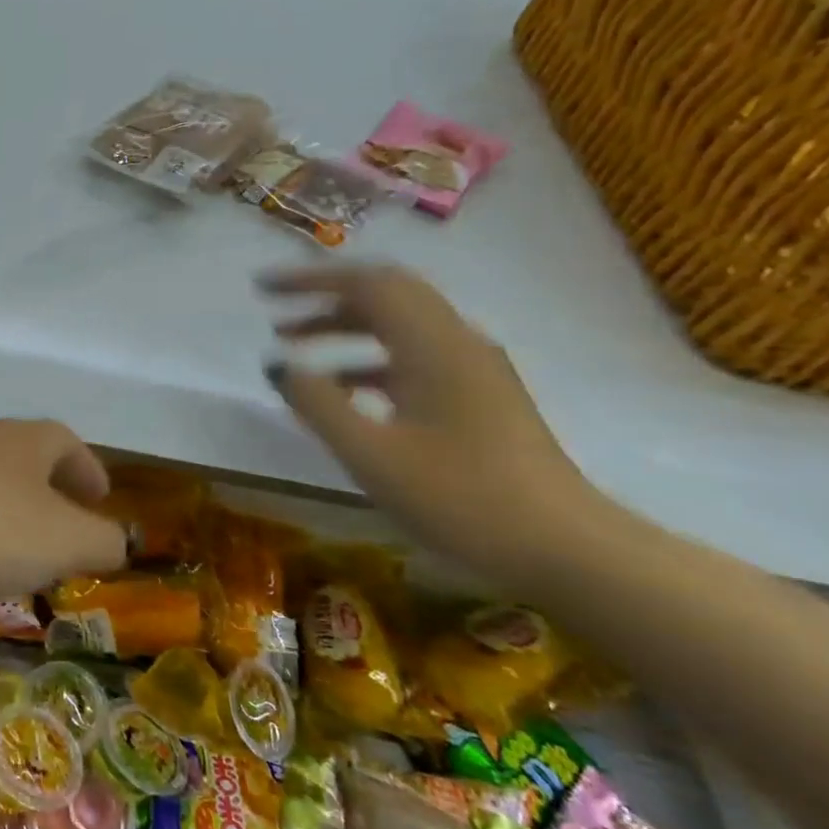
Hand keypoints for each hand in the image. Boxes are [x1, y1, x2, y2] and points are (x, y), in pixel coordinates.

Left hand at [0, 419, 127, 601]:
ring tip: (18, 556)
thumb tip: (116, 540)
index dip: (88, 470)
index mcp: (26, 441)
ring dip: (10, 514)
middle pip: (27, 459)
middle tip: (64, 532)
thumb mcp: (60, 541)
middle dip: (50, 493)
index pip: (68, 443)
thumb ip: (100, 541)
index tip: (100, 498)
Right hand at [261, 265, 595, 566]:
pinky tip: (343, 389)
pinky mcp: (479, 395)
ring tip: (296, 346)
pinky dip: (369, 358)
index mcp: (433, 345)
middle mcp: (456, 342)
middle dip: (326, 297)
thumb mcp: (371, 454)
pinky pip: (413, 356)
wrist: (566, 549)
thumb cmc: (461, 498)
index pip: (366, 284)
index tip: (262, 288)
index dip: (309, 279)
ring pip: (399, 325)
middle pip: (386, 295)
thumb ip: (318, 402)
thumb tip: (276, 363)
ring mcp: (473, 368)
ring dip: (345, 327)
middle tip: (276, 312)